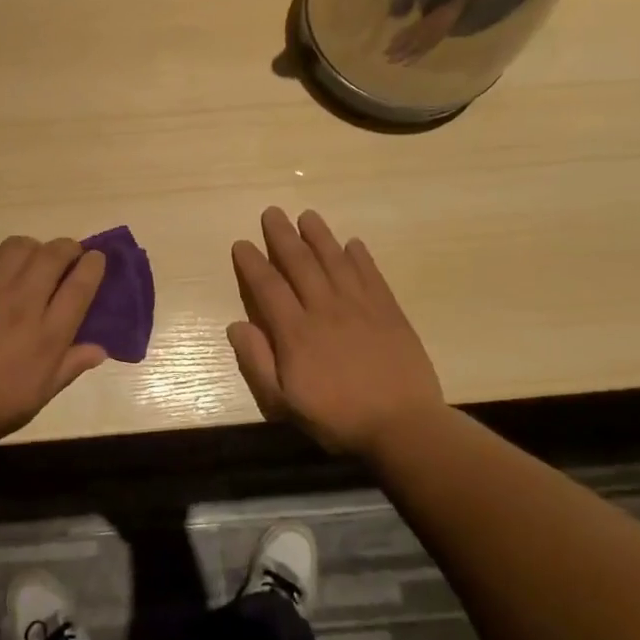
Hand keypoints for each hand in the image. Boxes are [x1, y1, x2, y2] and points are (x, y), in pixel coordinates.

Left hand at [0, 236, 108, 450]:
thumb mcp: (36, 398)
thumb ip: (68, 368)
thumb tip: (99, 349)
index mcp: (48, 336)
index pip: (81, 286)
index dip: (93, 266)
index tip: (96, 259)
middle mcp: (23, 304)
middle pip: (54, 256)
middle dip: (68, 247)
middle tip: (68, 253)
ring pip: (19, 246)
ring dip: (32, 247)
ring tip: (30, 258)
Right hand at [227, 208, 445, 456]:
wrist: (403, 426)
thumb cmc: (337, 418)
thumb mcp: (283, 403)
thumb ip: (257, 362)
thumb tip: (236, 325)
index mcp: (296, 332)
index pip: (268, 286)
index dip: (252, 263)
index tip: (242, 243)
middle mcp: (325, 309)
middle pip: (300, 263)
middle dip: (283, 236)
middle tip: (272, 212)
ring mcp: (361, 307)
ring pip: (335, 261)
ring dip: (319, 236)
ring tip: (307, 216)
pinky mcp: (389, 312)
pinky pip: (371, 275)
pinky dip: (360, 257)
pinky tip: (353, 243)